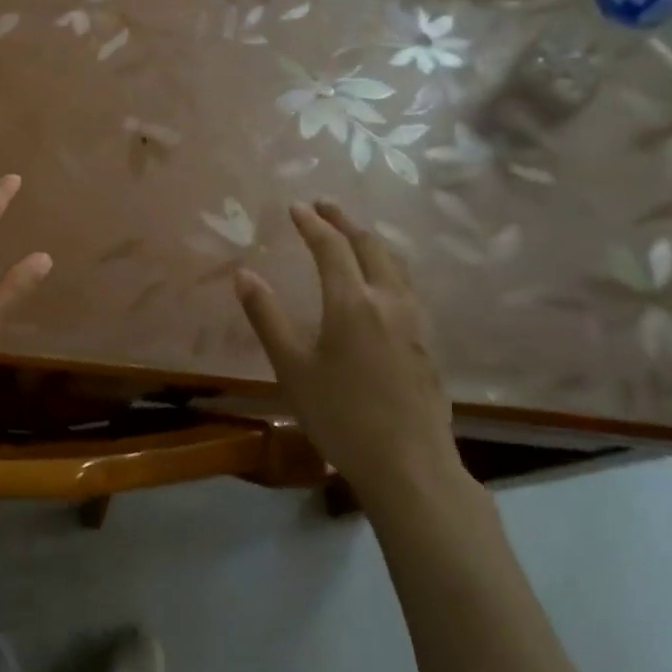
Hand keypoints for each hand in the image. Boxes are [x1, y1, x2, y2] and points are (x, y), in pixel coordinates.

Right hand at [234, 200, 458, 498]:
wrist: (409, 464)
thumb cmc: (340, 416)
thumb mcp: (292, 368)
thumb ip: (267, 317)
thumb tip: (243, 275)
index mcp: (352, 303)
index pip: (331, 247)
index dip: (312, 224)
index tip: (296, 207)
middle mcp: (388, 300)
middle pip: (370, 245)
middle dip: (345, 221)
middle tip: (324, 206)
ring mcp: (415, 320)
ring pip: (396, 263)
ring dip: (371, 240)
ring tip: (353, 234)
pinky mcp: (428, 341)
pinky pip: (408, 284)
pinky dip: (388, 265)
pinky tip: (383, 282)